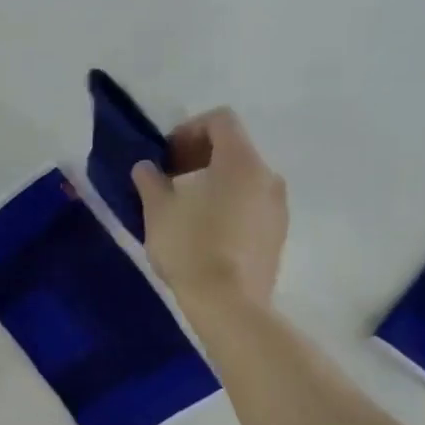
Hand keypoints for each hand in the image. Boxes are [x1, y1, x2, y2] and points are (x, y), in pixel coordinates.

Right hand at [132, 108, 287, 306]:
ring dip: (214, 184)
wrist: (230, 304)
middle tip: (169, 181)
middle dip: (199, 157)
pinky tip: (205, 234)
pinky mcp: (278, 235)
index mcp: (241, 161)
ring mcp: (278, 207)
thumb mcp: (157, 211)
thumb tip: (146, 167)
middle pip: (234, 149)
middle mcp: (268, 176)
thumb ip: (150, 181)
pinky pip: (251, 206)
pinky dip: (228, 206)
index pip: (221, 120)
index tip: (166, 157)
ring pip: (244, 180)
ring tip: (185, 211)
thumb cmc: (190, 247)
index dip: (189, 129)